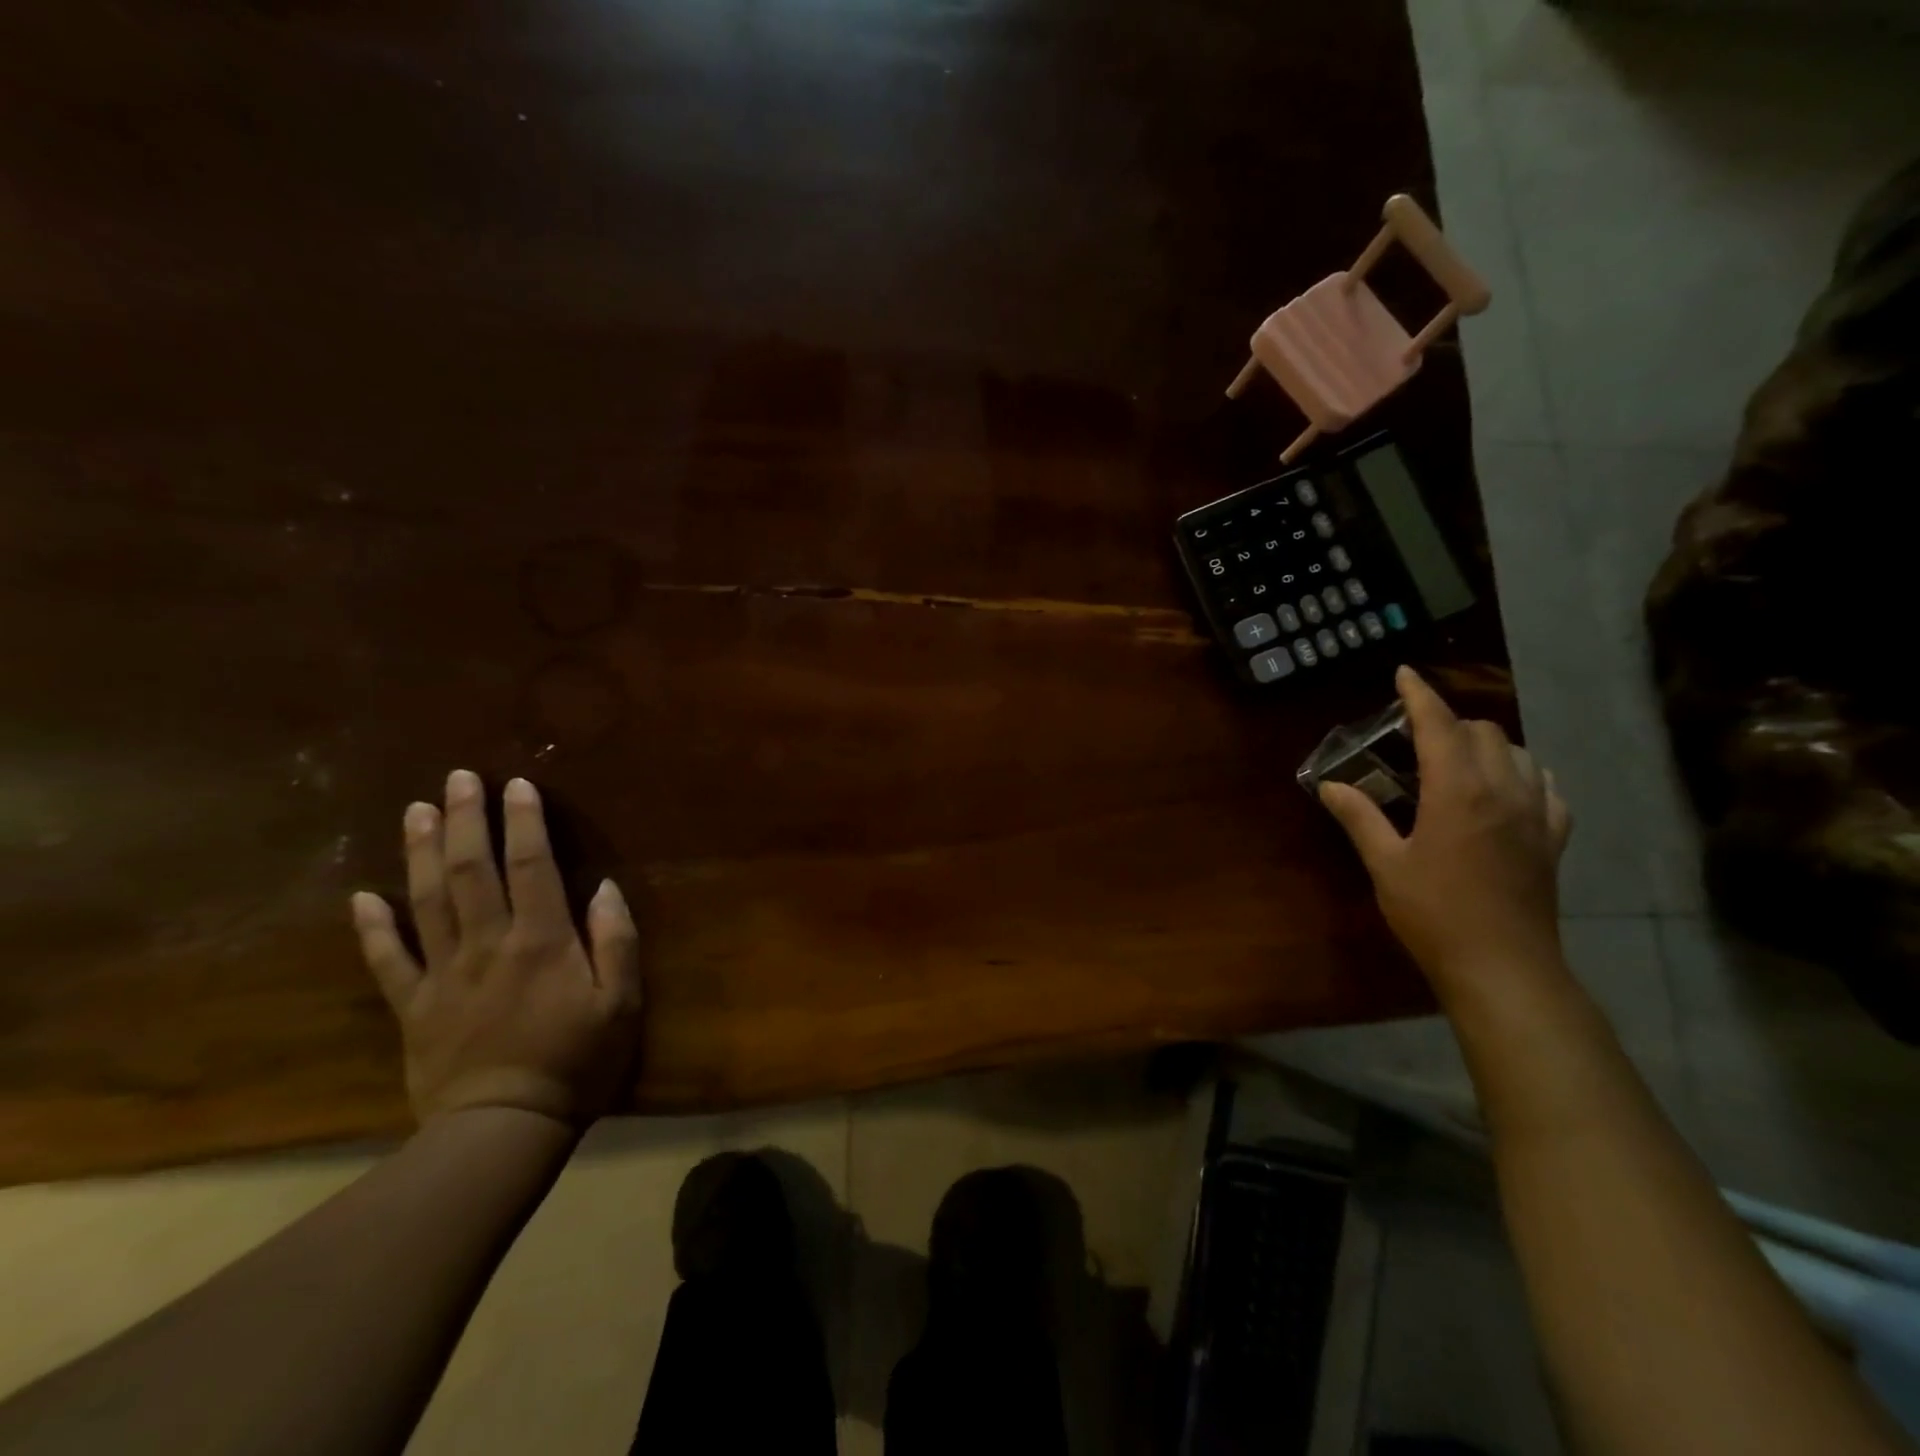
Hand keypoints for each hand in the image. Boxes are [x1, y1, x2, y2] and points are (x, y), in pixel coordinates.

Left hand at [350, 770, 643, 1130]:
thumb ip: (615, 941)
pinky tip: (362, 897)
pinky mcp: (414, 1007)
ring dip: (422, 853)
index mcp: (542, 940)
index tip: (517, 785)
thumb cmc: (577, 1060)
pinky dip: (373, 928)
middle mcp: (488, 944)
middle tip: (458, 778)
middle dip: (466, 820)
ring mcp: (444, 974)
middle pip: (472, 871)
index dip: (524, 822)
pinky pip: (388, 962)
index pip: (531, 866)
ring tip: (416, 811)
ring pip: (428, 902)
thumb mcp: (621, 1002)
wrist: (505, 1128)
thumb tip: (604, 889)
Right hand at [1320, 666, 1571, 994]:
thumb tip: (1330, 785)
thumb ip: (1359, 817)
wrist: (1503, 967)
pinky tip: (1505, 790)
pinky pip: (1546, 786)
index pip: (1440, 725)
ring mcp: (1536, 813)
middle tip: (1415, 736)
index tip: (1404, 674)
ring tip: (1455, 760)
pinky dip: (1523, 774)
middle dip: (1449, 722)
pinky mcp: (1553, 838)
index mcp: (1458, 791)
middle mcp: (1503, 790)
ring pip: (1518, 753)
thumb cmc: (1434, 913)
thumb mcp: (1385, 864)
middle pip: (1483, 731)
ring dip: (1486, 744)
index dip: (1420, 695)